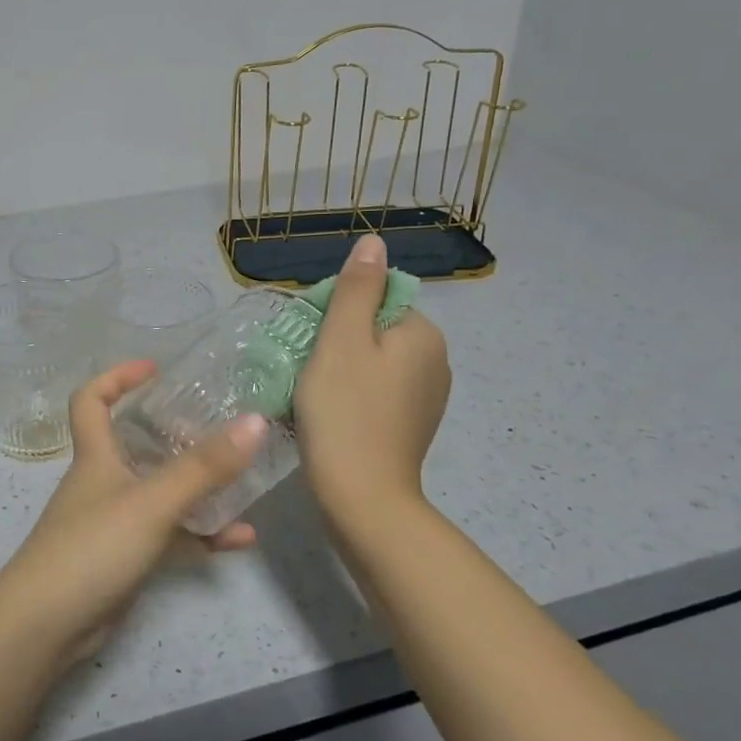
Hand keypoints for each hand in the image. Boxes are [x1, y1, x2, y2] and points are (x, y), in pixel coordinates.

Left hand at [0, 360, 268, 662]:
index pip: (91, 400)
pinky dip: (201, 534)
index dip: (117, 377)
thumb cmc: (92, 547)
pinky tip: (241, 538)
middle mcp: (102, 482)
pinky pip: (169, 536)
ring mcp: (113, 522)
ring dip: (199, 488)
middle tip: (218, 427)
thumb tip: (255, 421)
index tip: (156, 369)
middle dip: (175, 433)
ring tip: (244, 480)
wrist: (46, 626)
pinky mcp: (124, 559)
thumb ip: (204, 466)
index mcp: (96, 456)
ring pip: (160, 492)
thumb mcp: (152, 501)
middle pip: (135, 444)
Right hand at [293, 233, 451, 533]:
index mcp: (423, 334)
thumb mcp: (341, 341)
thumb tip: (373, 242)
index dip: (335, 311)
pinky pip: (377, 391)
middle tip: (305, 367)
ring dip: (340, 368)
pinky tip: (330, 415)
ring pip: (373, 362)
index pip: (375, 297)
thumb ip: (356, 288)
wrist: (362, 498)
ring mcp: (426, 397)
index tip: (310, 339)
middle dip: (336, 340)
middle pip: (374, 328)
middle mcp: (435, 361)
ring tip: (311, 392)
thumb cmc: (345, 412)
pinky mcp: (411, 425)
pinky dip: (352, 395)